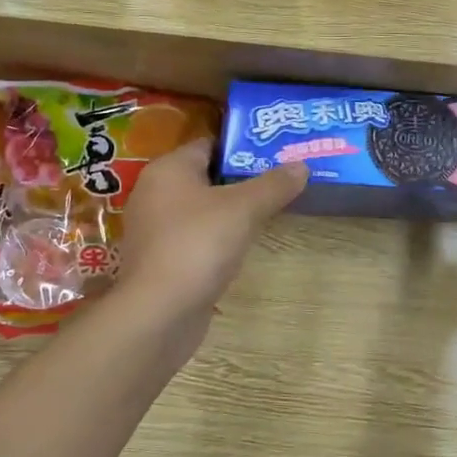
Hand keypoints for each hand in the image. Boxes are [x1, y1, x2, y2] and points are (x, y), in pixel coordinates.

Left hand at [117, 138, 306, 334]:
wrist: (159, 312)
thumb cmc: (198, 245)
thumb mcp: (244, 209)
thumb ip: (274, 185)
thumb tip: (302, 166)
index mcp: (168, 170)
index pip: (209, 144)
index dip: (242, 147)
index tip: (276, 153)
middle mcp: (154, 194)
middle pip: (205, 176)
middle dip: (241, 179)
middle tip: (280, 181)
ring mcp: (155, 230)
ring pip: (201, 209)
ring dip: (230, 211)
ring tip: (268, 211)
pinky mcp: (161, 260)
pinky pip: (195, 237)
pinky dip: (217, 237)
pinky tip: (242, 245)